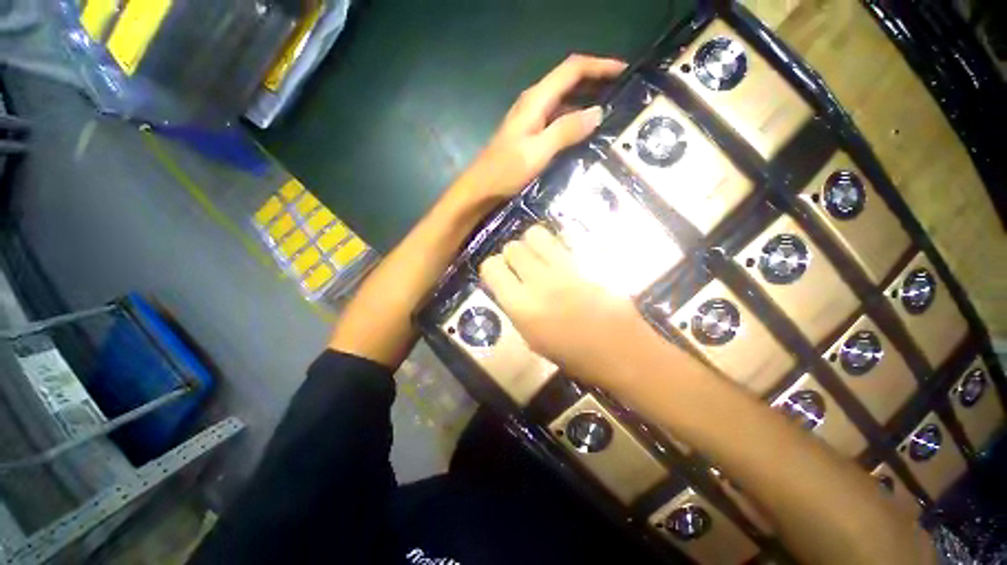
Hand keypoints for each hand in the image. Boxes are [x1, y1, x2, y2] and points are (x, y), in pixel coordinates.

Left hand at [456, 55, 625, 202]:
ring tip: (611, 114)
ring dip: (587, 102)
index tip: (626, 72)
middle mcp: (534, 103)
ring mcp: (531, 120)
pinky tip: (585, 134)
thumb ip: (566, 131)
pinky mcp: (530, 135)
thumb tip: (598, 112)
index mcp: (536, 100)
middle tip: (624, 95)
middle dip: (597, 82)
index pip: (572, 69)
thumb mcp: (537, 152)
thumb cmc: (505, 171)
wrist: (481, 189)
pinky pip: (557, 120)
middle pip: (569, 82)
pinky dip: (574, 121)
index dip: (600, 66)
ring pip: (565, 102)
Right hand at [478, 225, 645, 386]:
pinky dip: (555, 245)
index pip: (491, 268)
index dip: (493, 269)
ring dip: (532, 244)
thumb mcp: (533, 340)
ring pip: (535, 235)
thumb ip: (516, 309)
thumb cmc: (574, 356)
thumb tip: (509, 288)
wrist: (621, 350)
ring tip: (539, 258)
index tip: (500, 276)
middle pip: (512, 247)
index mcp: (521, 307)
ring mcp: (565, 269)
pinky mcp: (587, 262)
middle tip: (521, 267)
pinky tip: (561, 258)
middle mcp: (539, 282)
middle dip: (512, 255)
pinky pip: (562, 241)